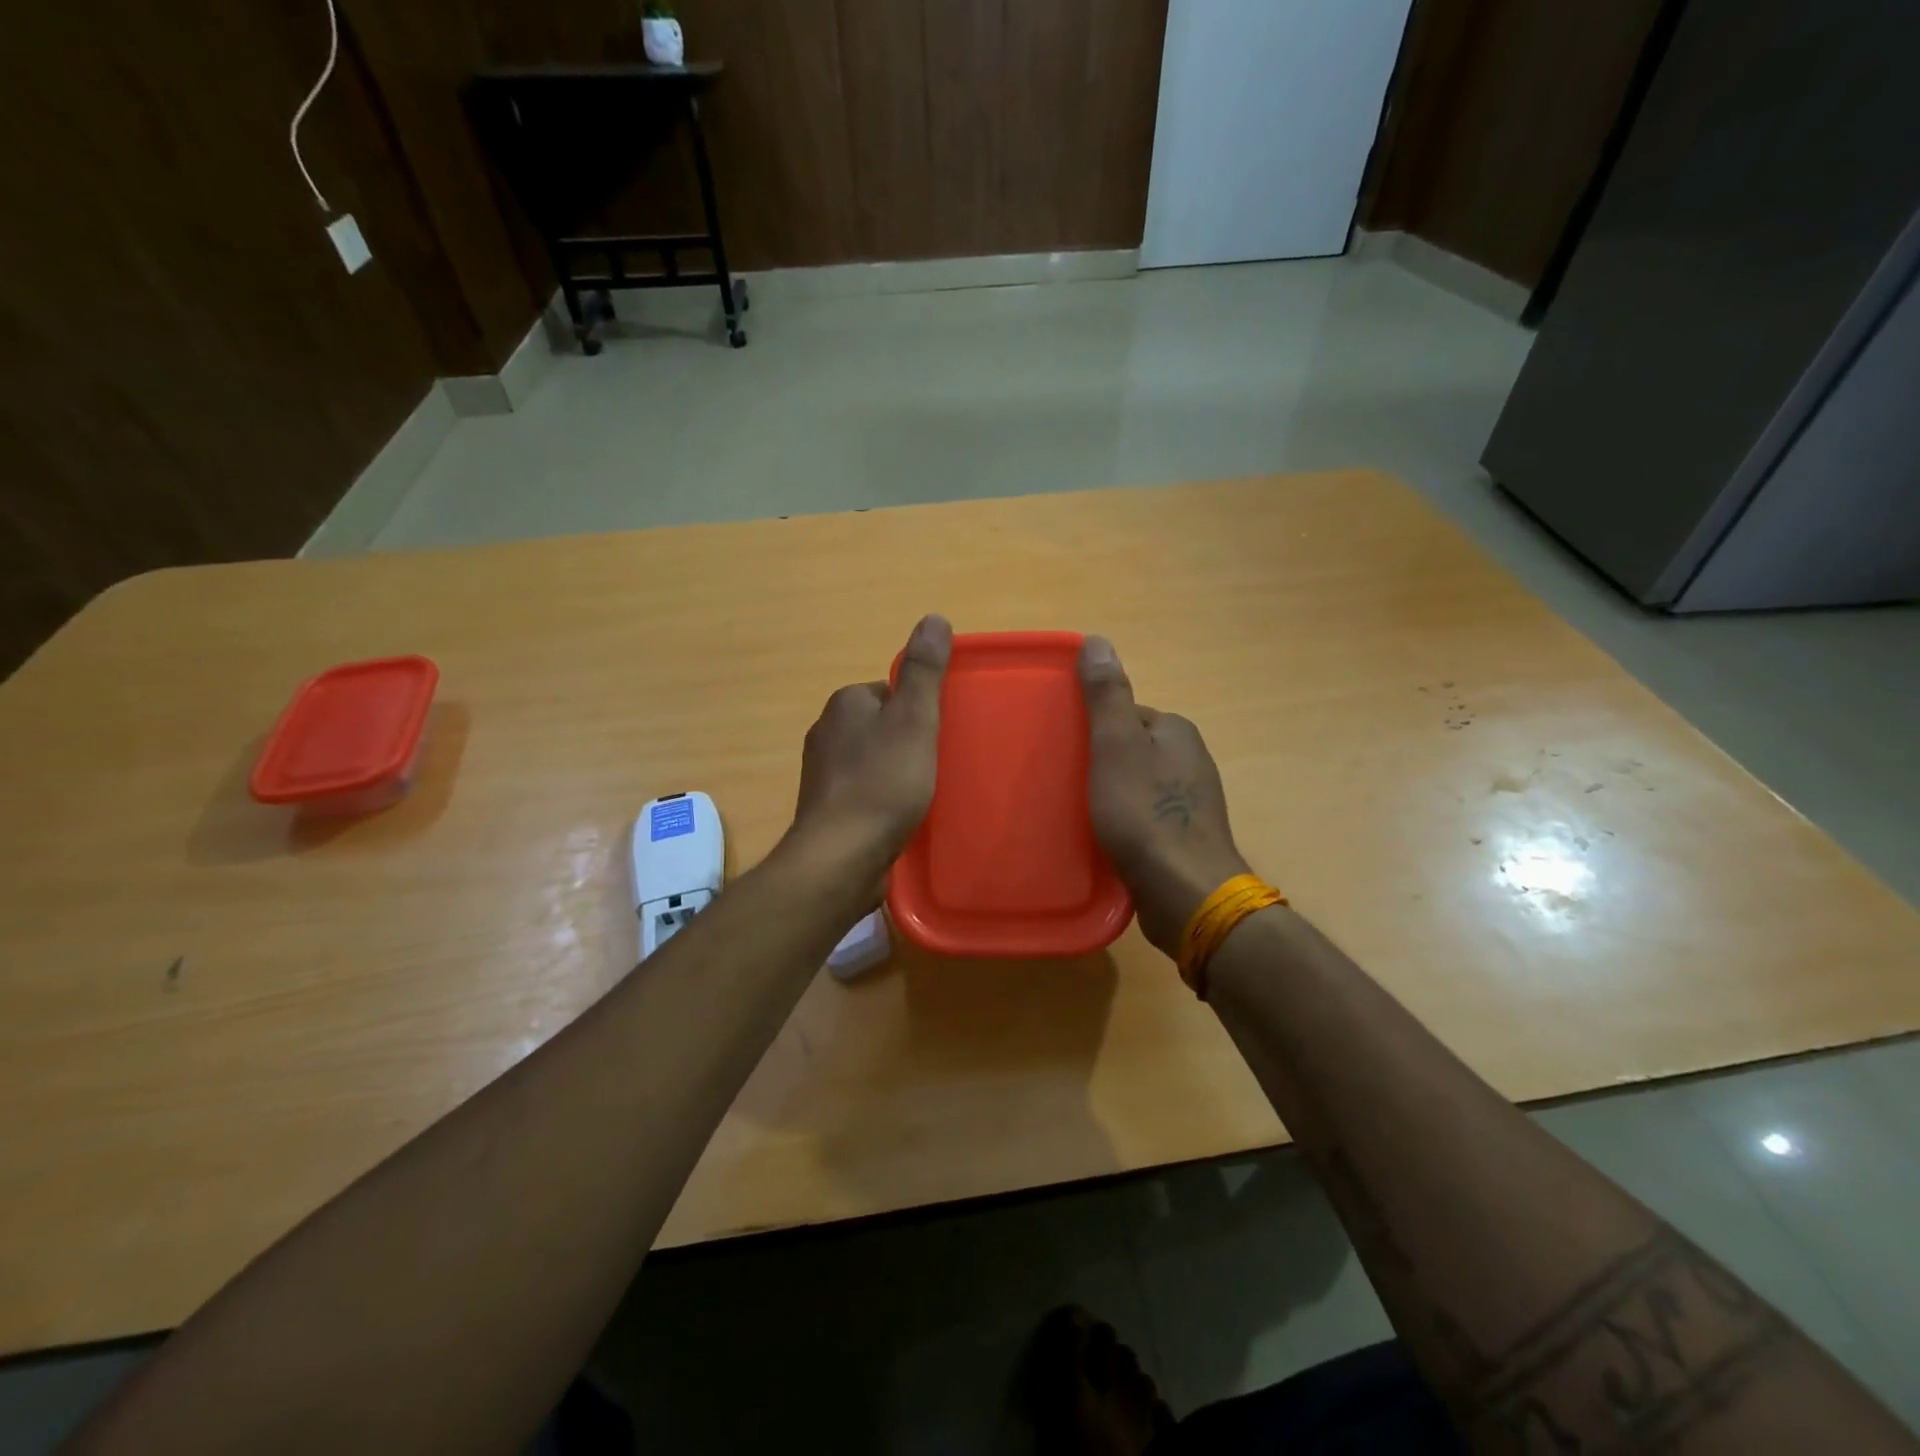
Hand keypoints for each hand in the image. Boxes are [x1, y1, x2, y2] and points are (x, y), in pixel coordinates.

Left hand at [788, 614, 951, 875]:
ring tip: (922, 794)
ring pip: (870, 761)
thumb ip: (924, 671)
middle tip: (936, 765)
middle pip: (879, 726)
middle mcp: (826, 733)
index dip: (917, 710)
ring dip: (894, 772)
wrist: (842, 856)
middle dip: (906, 741)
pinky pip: (862, 793)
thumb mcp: (914, 719)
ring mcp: (821, 775)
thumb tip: (934, 618)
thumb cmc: (883, 782)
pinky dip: (881, 800)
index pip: (888, 692)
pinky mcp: (826, 811)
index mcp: (844, 704)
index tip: (938, 733)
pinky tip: (899, 818)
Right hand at [1080, 636, 1250, 955]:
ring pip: (1138, 785)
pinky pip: (1146, 817)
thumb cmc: (1145, 813)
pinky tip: (1106, 840)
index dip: (1093, 728)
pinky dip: (1125, 823)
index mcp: (1177, 731)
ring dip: (1111, 795)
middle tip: (1065, 785)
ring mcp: (1192, 802)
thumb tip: (1097, 640)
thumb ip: (1106, 696)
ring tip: (1079, 815)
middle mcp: (1191, 760)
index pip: (1127, 714)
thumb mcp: (1116, 746)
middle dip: (1100, 763)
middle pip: (1132, 750)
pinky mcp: (1186, 837)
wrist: (1185, 890)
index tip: (1066, 750)